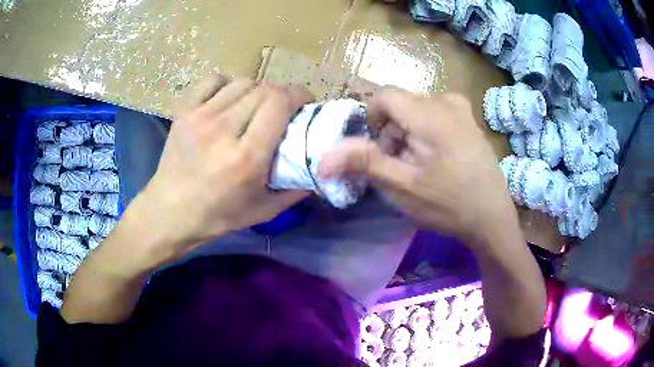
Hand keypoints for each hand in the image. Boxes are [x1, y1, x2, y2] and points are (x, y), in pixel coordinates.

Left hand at [131, 75, 311, 263]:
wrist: (169, 212)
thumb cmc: (217, 216)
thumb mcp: (264, 210)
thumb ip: (296, 187)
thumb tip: (319, 164)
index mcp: (246, 157)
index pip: (280, 103)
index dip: (299, 95)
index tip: (305, 103)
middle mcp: (223, 131)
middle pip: (264, 89)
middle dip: (281, 94)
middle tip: (282, 109)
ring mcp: (200, 117)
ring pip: (242, 82)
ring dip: (257, 90)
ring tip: (255, 106)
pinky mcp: (184, 111)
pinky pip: (213, 80)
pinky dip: (227, 84)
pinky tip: (229, 99)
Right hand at [320, 88, 516, 244]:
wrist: (492, 218)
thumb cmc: (448, 204)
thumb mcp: (402, 187)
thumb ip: (364, 163)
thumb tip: (323, 157)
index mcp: (430, 113)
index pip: (384, 95)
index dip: (372, 118)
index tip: (378, 149)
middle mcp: (446, 100)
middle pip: (400, 103)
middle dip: (391, 131)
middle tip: (399, 165)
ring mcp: (461, 108)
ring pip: (416, 109)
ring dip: (407, 132)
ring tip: (418, 165)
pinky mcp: (468, 118)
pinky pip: (434, 113)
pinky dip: (424, 131)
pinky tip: (436, 158)